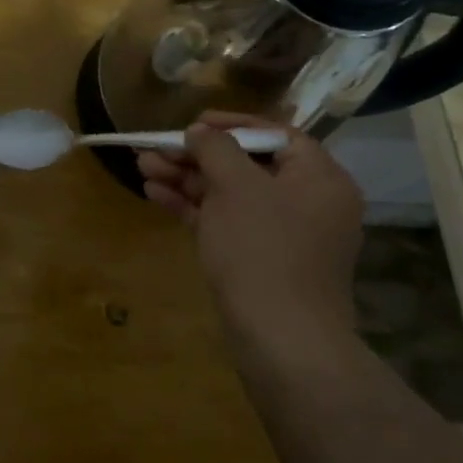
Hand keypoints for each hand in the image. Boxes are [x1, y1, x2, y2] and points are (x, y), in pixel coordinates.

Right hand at [138, 112, 364, 339]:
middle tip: (154, 149)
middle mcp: (308, 203)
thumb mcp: (236, 187)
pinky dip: (195, 208)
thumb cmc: (263, 249)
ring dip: (187, 180)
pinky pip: (227, 222)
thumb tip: (201, 132)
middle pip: (246, 165)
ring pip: (230, 195)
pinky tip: (156, 195)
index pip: (275, 135)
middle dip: (196, 156)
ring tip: (143, 167)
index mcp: (320, 178)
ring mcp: (284, 236)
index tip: (192, 123)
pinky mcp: (261, 262)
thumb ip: (216, 149)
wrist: (280, 339)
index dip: (231, 124)